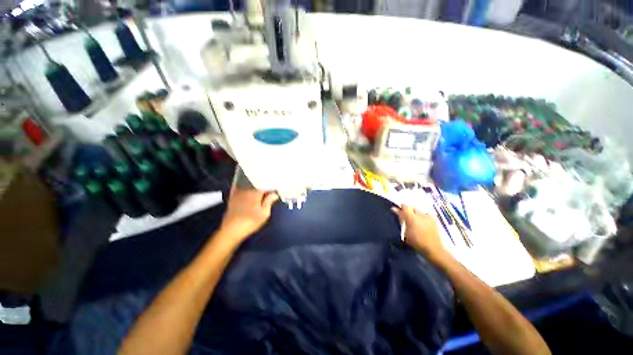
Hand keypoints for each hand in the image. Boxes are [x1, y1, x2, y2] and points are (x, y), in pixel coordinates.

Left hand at [219, 188, 278, 242]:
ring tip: (262, 191)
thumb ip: (269, 201)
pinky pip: (241, 188)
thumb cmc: (250, 222)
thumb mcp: (264, 213)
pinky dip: (247, 188)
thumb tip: (275, 194)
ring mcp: (238, 192)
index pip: (266, 184)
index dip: (272, 187)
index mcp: (255, 191)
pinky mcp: (233, 197)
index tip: (276, 191)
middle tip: (271, 191)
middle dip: (264, 186)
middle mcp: (246, 188)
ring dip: (256, 186)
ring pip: (249, 184)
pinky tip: (250, 192)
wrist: (230, 230)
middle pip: (257, 183)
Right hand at [392, 204, 450, 264]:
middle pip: (412, 207)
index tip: (399, 213)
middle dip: (409, 211)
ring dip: (416, 214)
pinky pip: (427, 214)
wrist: (433, 249)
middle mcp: (420, 214)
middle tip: (407, 219)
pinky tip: (424, 223)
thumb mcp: (405, 232)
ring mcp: (428, 216)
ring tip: (415, 222)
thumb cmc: (416, 242)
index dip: (401, 208)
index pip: (405, 205)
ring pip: (419, 211)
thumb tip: (394, 209)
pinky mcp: (434, 220)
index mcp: (411, 217)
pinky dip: (424, 217)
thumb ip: (400, 218)